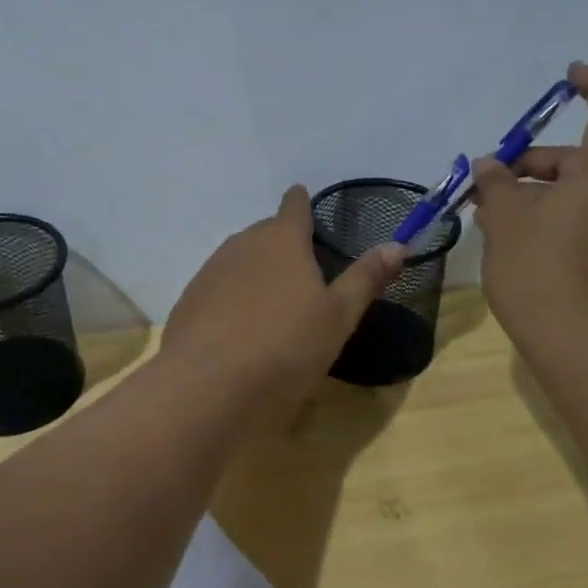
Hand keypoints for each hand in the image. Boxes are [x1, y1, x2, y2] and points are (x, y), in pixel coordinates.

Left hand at [163, 185, 404, 412]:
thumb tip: (398, 244)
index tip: (304, 202)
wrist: (208, 384)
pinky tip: (239, 328)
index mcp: (283, 240)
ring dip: (256, 271)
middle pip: (266, 233)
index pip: (294, 206)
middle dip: (282, 243)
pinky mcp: (188, 300)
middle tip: (301, 270)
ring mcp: (210, 271)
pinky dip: (231, 297)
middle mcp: (242, 244)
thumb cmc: (286, 346)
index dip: (301, 203)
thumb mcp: (338, 317)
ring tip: (272, 301)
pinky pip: (218, 287)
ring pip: (239, 259)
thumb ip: (365, 278)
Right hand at [471, 62, 587, 350]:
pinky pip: (574, 222)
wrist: (575, 341)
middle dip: (529, 164)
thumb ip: (496, 184)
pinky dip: (543, 220)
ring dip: (530, 196)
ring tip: (487, 216)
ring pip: (570, 195)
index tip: (569, 75)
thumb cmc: (539, 268)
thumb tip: (490, 165)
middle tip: (485, 183)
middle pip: (576, 161)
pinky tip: (509, 242)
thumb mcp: (506, 219)